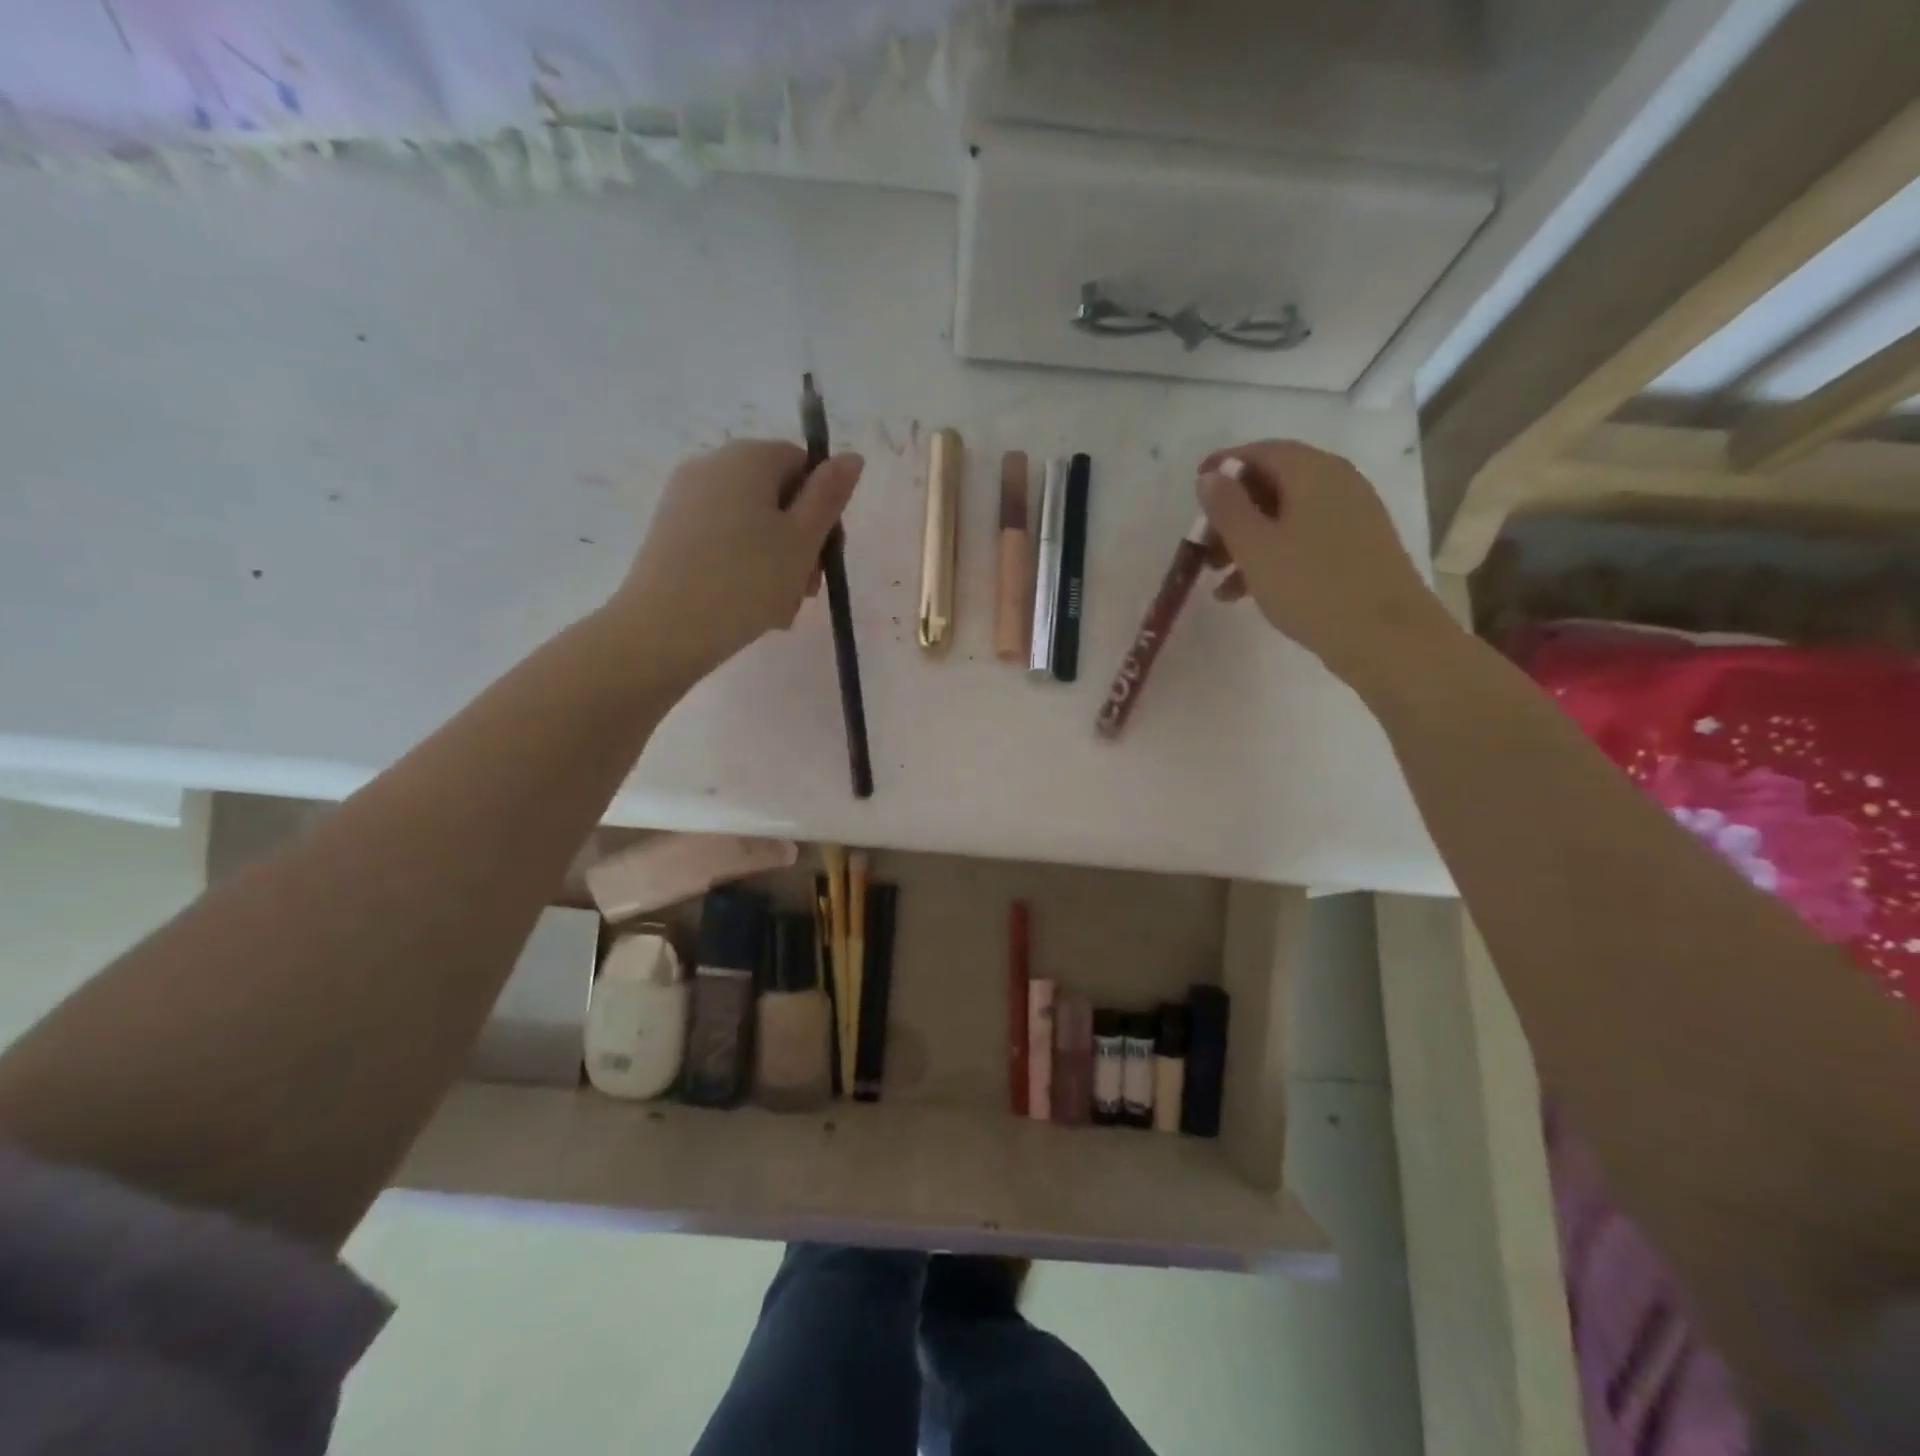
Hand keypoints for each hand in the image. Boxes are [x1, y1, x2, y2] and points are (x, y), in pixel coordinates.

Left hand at [612, 440, 863, 684]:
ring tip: (779, 606)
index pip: (802, 464)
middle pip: (776, 495)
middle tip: (805, 589)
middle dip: (799, 541)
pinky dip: (743, 566)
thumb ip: (830, 495)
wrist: (665, 629)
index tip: (824, 554)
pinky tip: (749, 605)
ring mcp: (686, 498)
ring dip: (775, 561)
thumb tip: (851, 456)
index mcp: (748, 457)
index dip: (822, 508)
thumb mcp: (803, 539)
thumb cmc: (747, 580)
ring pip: (751, 524)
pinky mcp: (670, 531)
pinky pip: (722, 540)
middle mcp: (712, 465)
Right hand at [1196, 440, 1455, 688]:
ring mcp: (1352, 516)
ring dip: (1248, 540)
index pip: (1262, 451)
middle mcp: (1337, 483)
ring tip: (1218, 579)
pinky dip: (1274, 555)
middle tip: (1202, 546)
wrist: (1386, 637)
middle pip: (1274, 484)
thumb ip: (1227, 508)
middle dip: (1233, 512)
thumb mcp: (1255, 547)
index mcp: (1313, 472)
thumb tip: (1211, 476)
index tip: (1196, 487)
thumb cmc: (1312, 587)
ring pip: (1286, 516)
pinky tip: (1248, 592)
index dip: (1225, 466)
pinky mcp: (1357, 548)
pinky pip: (1304, 539)